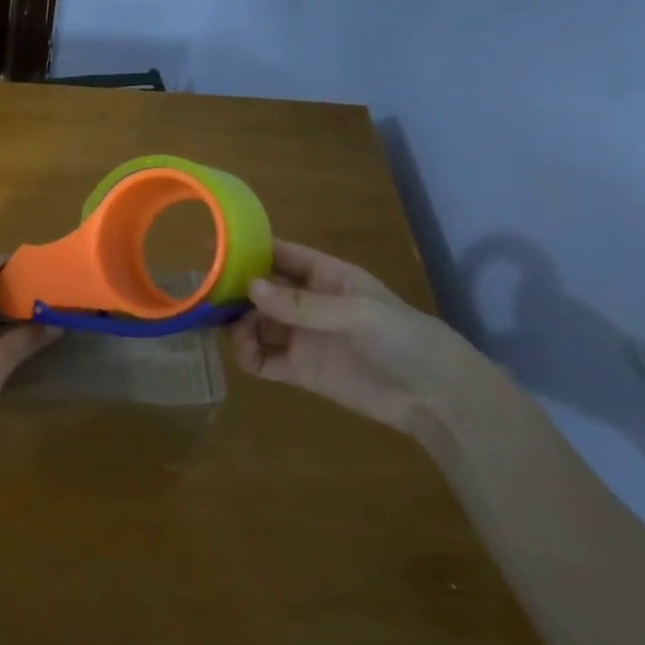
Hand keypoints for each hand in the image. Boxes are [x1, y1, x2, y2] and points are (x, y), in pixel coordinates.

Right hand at [229, 241, 484, 439]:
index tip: (213, 247)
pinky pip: (263, 360)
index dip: (249, 250)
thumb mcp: (357, 313)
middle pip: (261, 292)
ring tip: (235, 333)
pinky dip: (248, 355)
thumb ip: (302, 304)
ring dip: (239, 326)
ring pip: (256, 325)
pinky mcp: (300, 370)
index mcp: (327, 277)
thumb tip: (250, 287)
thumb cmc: (404, 339)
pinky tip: (245, 354)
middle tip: (208, 297)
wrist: (436, 397)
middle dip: (236, 292)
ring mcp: (303, 337)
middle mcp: (309, 304)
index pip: (281, 255)